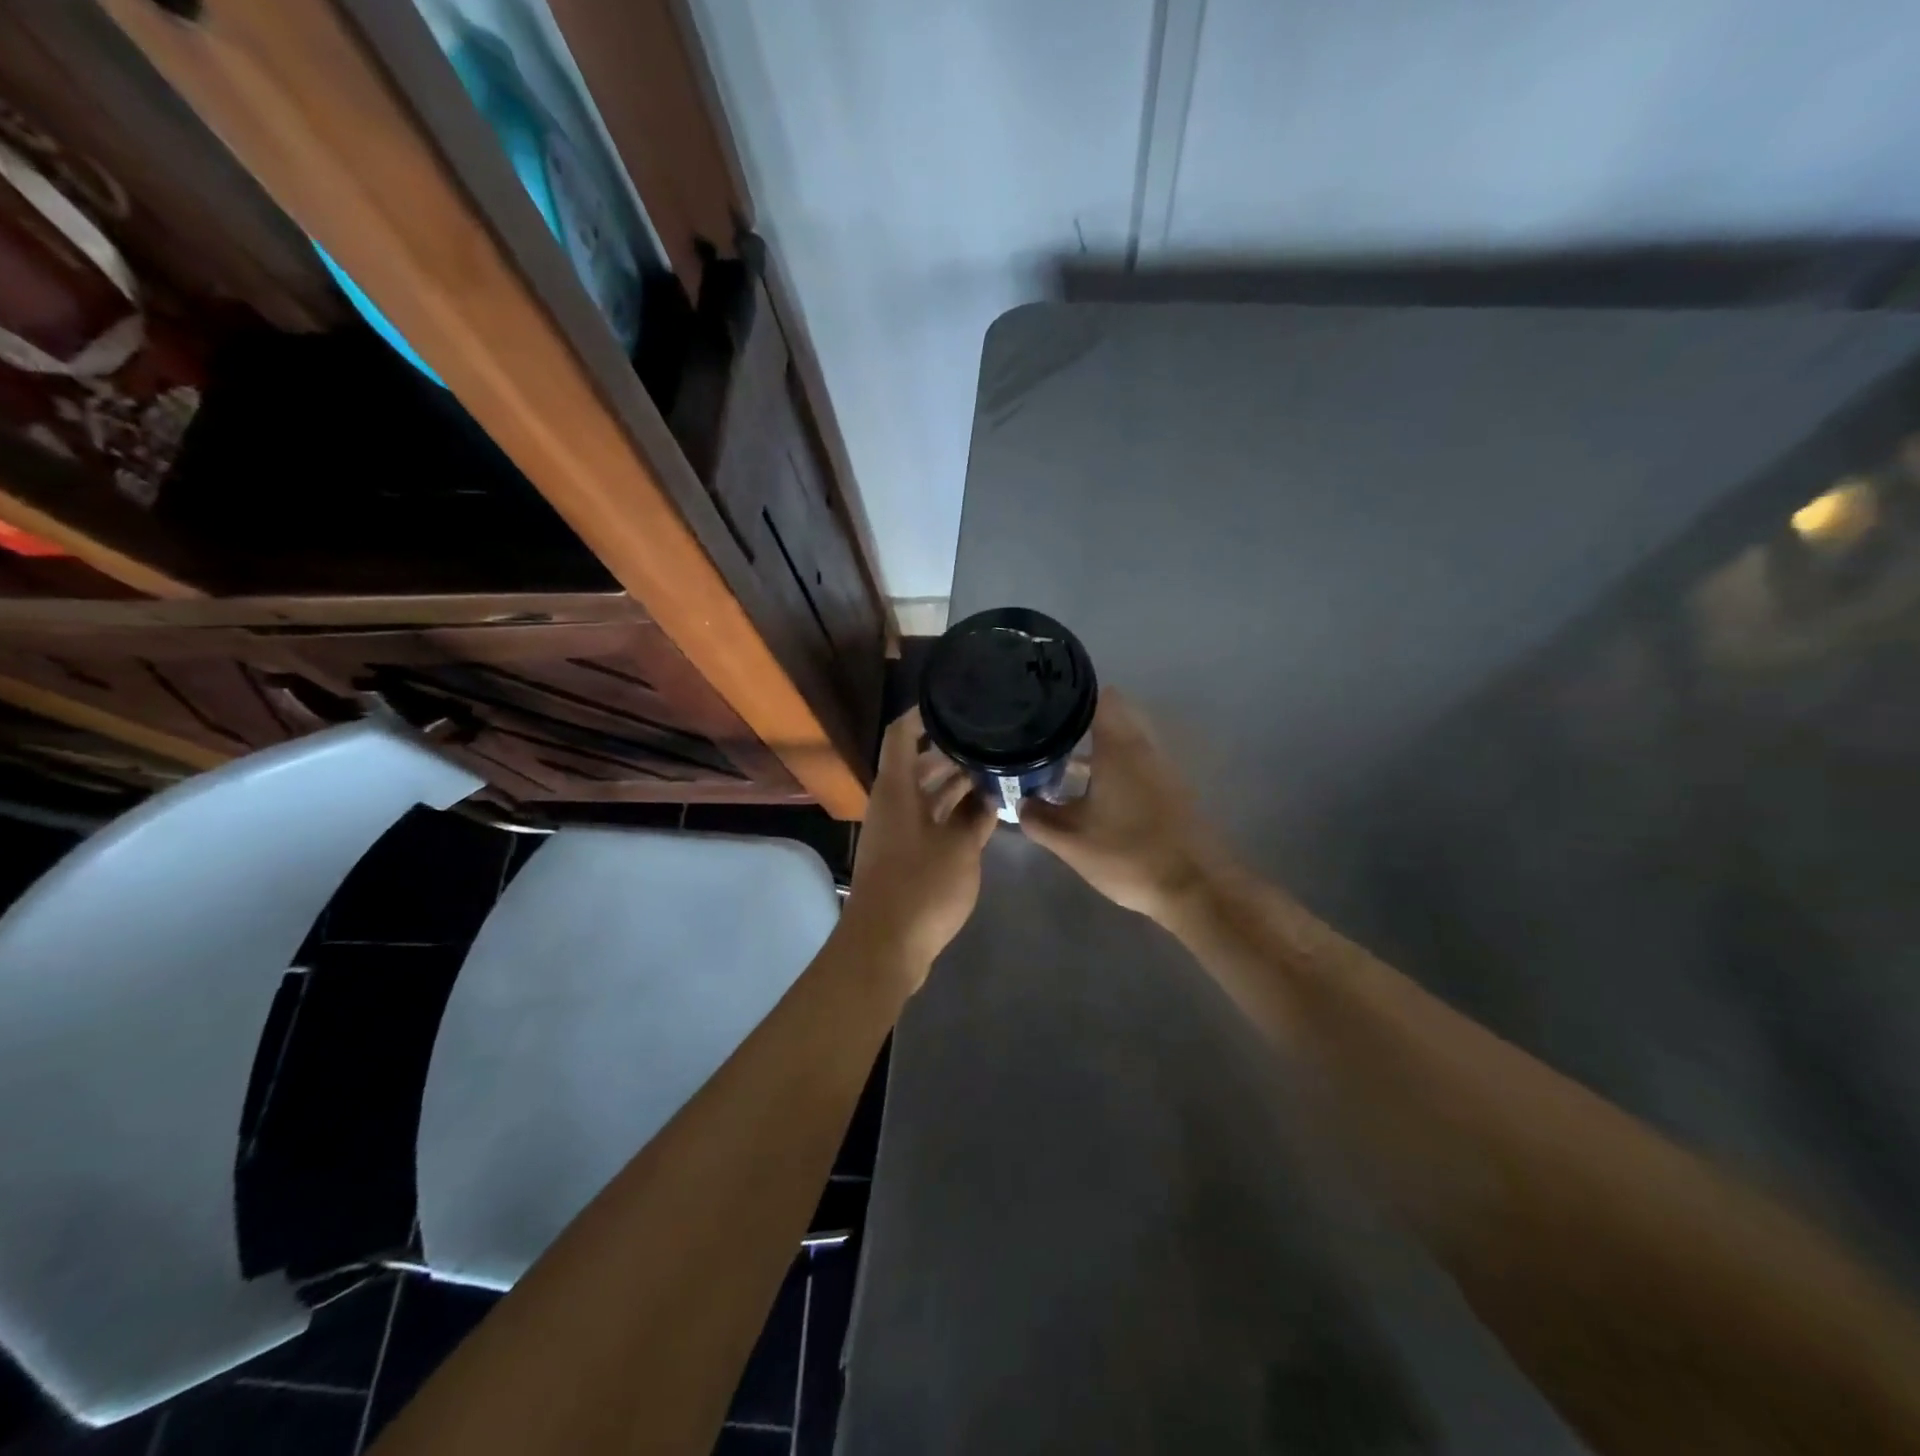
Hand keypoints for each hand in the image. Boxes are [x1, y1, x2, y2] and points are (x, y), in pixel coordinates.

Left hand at [840, 707, 997, 987]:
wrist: (886, 945)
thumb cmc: (921, 887)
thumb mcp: (960, 848)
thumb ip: (977, 817)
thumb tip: (989, 796)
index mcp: (896, 790)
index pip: (901, 735)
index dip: (922, 714)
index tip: (953, 701)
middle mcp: (891, 804)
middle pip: (917, 765)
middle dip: (950, 752)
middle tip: (989, 741)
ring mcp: (896, 832)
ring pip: (924, 795)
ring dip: (954, 785)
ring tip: (994, 772)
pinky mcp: (903, 856)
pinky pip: (928, 821)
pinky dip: (951, 813)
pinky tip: (982, 814)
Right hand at [1019, 689, 1227, 922]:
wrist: (1196, 888)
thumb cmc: (1129, 855)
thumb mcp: (1072, 842)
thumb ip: (1039, 819)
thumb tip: (1021, 803)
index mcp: (1119, 748)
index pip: (1100, 698)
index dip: (1072, 694)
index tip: (1044, 703)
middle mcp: (1144, 748)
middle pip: (1114, 716)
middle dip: (1081, 722)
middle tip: (1047, 735)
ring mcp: (1163, 769)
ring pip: (1126, 741)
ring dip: (1098, 747)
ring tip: (1062, 763)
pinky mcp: (1173, 790)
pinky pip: (1138, 763)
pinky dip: (1115, 767)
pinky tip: (1093, 793)